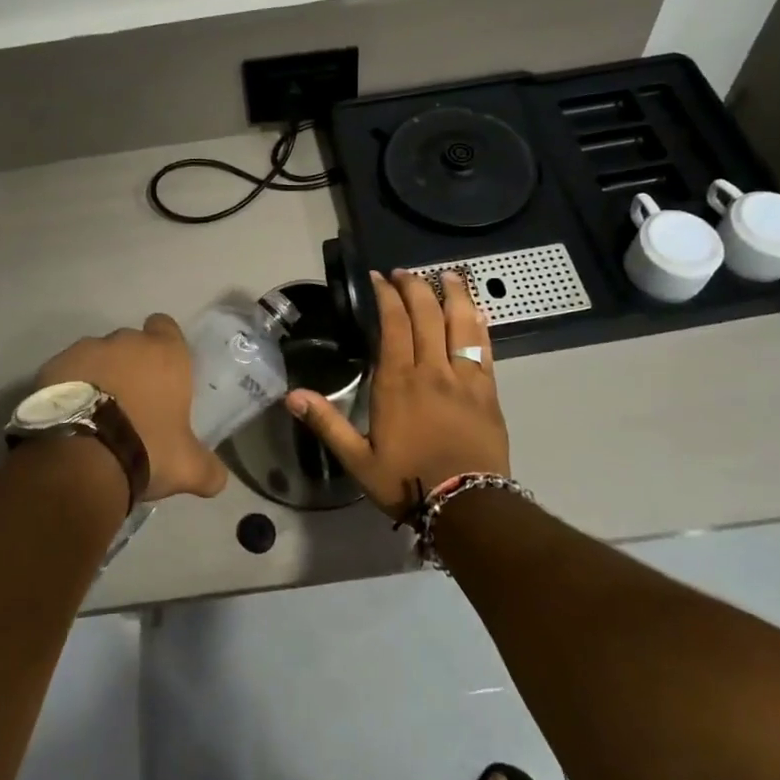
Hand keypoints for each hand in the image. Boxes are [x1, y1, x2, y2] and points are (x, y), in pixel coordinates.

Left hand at [37, 315, 228, 503]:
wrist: (82, 457)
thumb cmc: (146, 448)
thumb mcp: (186, 467)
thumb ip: (208, 469)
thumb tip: (220, 480)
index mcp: (165, 354)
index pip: (166, 326)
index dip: (164, 343)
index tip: (161, 369)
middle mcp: (127, 342)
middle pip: (130, 343)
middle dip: (130, 365)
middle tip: (131, 401)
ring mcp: (87, 350)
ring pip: (96, 355)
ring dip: (98, 375)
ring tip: (95, 413)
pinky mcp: (53, 366)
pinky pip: (66, 371)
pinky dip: (69, 387)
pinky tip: (69, 417)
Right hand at [286, 270, 510, 519]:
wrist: (468, 507)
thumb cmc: (408, 482)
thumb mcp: (358, 459)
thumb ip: (327, 423)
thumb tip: (291, 395)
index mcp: (398, 382)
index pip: (393, 324)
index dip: (386, 296)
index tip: (379, 278)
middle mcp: (431, 370)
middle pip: (426, 315)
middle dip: (415, 287)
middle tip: (405, 272)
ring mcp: (464, 378)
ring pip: (459, 324)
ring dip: (453, 295)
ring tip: (447, 274)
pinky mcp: (488, 391)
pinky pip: (484, 348)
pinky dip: (479, 325)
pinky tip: (478, 311)